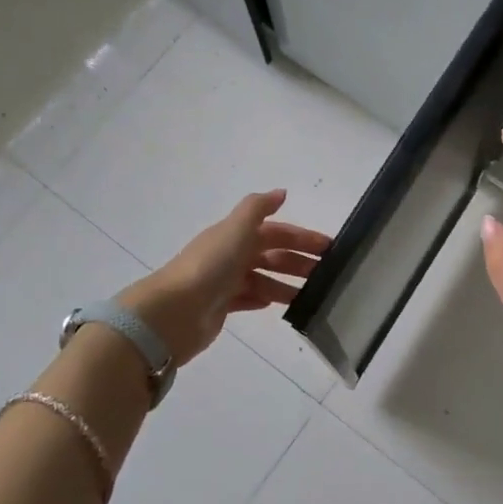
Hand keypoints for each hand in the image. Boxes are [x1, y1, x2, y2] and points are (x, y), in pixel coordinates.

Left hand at [121, 189, 332, 364]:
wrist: (174, 311)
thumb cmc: (210, 266)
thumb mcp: (236, 229)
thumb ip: (258, 208)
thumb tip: (281, 192)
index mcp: (234, 235)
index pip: (275, 232)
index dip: (301, 237)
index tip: (328, 247)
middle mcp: (229, 255)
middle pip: (271, 255)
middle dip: (298, 262)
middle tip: (327, 275)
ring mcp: (224, 282)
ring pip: (262, 279)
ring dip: (286, 283)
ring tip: (312, 296)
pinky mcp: (220, 308)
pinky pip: (247, 299)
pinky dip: (263, 299)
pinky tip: (278, 305)